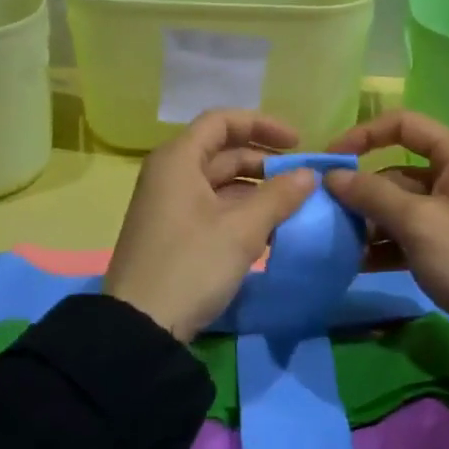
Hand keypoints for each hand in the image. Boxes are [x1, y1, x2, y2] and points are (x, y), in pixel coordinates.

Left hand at [104, 110, 316, 340]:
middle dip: (265, 162)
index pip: (222, 121)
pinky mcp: (173, 233)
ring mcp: (169, 205)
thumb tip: (309, 175)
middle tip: (301, 181)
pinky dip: (241, 212)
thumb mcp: (242, 230)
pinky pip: (212, 208)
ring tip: (291, 207)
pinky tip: (267, 231)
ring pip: (220, 183)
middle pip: (223, 152)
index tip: (298, 143)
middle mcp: (170, 174)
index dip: (262, 124)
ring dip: (256, 190)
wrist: (139, 328)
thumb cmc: (191, 265)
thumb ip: (279, 196)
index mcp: (178, 160)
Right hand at [325, 111, 448, 347]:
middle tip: (328, 213)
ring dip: (371, 220)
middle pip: (398, 169)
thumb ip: (372, 195)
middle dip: (363, 191)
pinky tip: (359, 263)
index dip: (364, 135)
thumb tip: (331, 175)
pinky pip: (411, 230)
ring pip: (401, 203)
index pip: (404, 124)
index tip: (331, 158)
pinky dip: (387, 242)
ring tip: (340, 243)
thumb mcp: (418, 224)